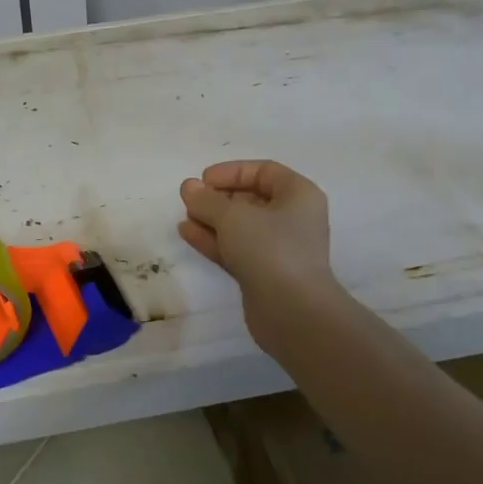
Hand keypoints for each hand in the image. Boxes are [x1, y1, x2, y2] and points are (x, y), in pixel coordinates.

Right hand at [179, 160, 338, 337]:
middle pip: (251, 199)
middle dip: (218, 198)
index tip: (203, 180)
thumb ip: (207, 200)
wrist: (293, 312)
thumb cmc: (270, 250)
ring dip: (212, 219)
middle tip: (191, 200)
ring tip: (184, 216)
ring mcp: (278, 248)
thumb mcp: (233, 217)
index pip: (264, 171)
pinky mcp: (264, 272)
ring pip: (241, 226)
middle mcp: (292, 218)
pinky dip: (214, 239)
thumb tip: (189, 187)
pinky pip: (236, 248)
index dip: (231, 172)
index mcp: (298, 195)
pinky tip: (187, 233)